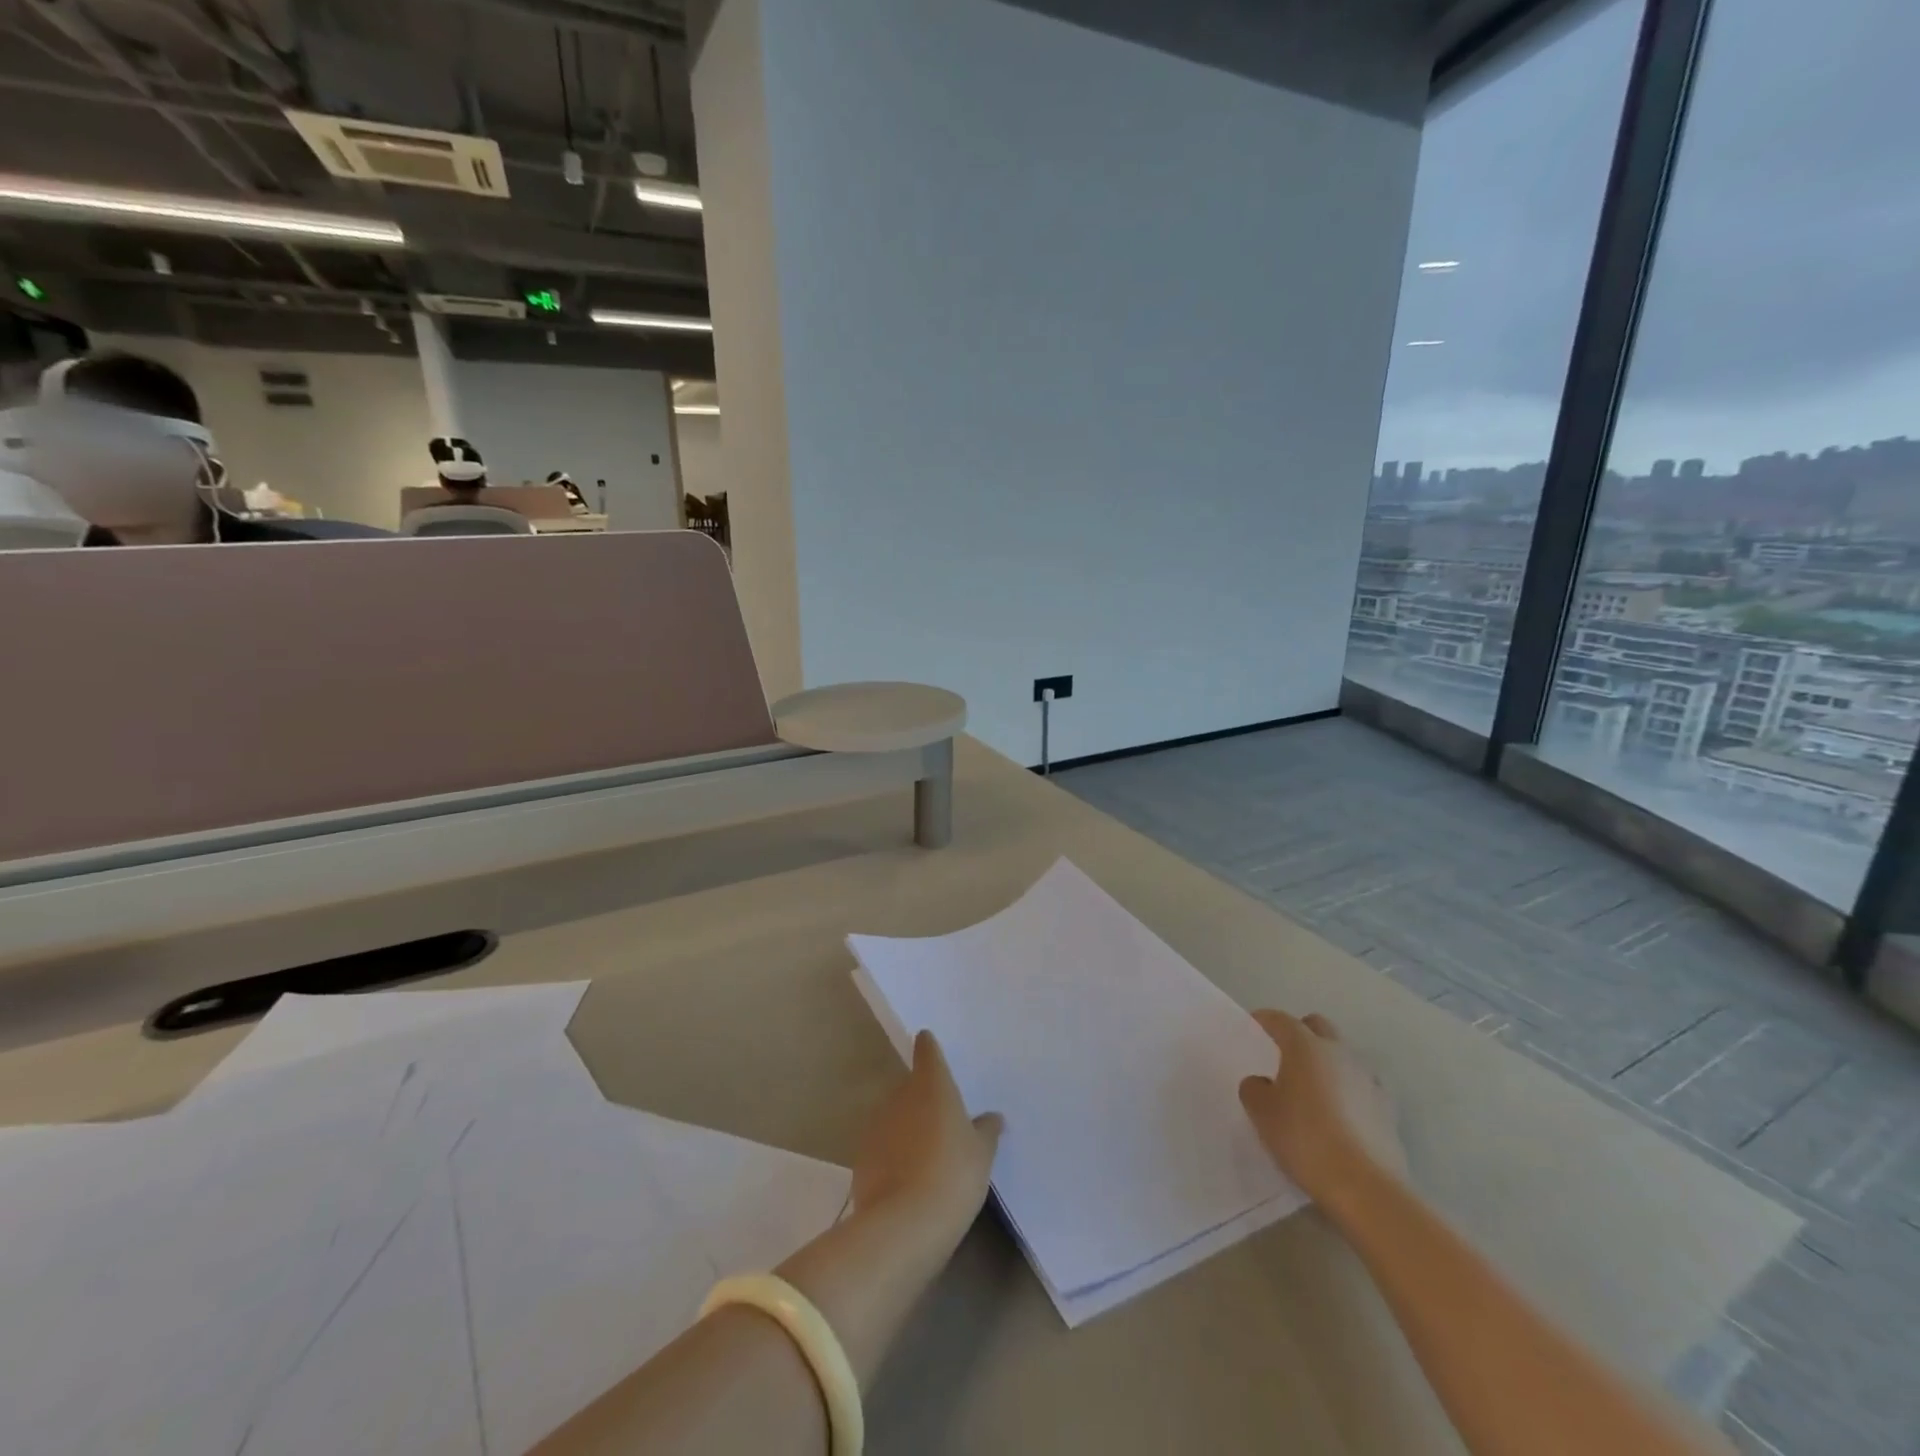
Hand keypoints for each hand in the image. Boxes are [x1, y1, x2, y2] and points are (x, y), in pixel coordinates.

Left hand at [852, 1031, 1002, 1245]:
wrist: (904, 1224)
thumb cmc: (953, 1175)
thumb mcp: (981, 1154)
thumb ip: (986, 1130)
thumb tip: (992, 1117)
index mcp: (932, 1085)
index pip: (927, 1051)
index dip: (929, 1048)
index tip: (931, 1047)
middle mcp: (900, 1095)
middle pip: (911, 1086)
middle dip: (923, 1099)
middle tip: (942, 1120)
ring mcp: (877, 1125)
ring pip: (895, 1117)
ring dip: (907, 1128)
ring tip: (926, 1156)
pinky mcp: (862, 1157)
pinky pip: (882, 1147)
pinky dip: (893, 1155)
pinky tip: (907, 1180)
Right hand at [1239, 1011, 1406, 1209]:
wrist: (1365, 1187)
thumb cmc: (1305, 1139)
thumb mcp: (1261, 1113)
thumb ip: (1254, 1089)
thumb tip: (1262, 1083)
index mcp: (1306, 1046)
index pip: (1281, 1020)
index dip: (1265, 1020)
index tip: (1254, 1027)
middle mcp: (1340, 1053)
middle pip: (1319, 1026)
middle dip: (1301, 1032)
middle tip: (1285, 1053)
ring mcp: (1369, 1079)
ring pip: (1345, 1055)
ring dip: (1329, 1061)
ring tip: (1315, 1087)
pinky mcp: (1389, 1109)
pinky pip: (1364, 1085)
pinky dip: (1350, 1089)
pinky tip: (1342, 1112)